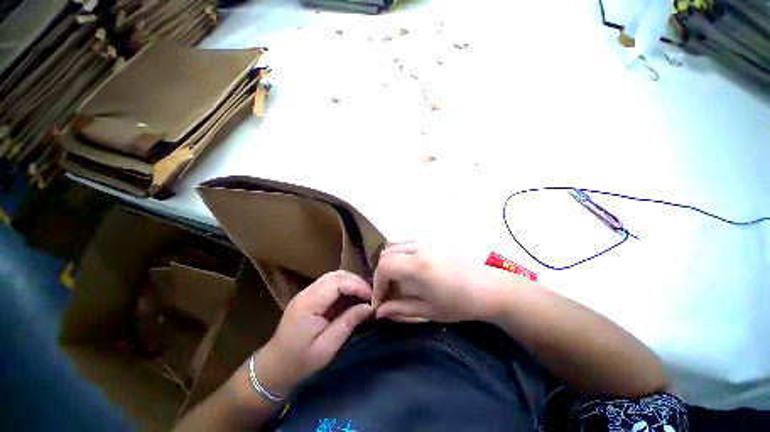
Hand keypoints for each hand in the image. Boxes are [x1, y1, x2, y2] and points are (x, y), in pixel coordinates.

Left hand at [253, 271, 372, 397]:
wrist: (274, 368)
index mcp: (308, 303)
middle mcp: (307, 292)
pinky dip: (344, 288)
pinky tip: (352, 299)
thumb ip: (348, 323)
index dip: (357, 285)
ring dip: (351, 283)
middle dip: (356, 282)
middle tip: (370, 296)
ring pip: (334, 277)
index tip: (371, 297)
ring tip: (363, 297)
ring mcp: (307, 293)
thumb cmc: (299, 362)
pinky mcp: (309, 297)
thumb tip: (369, 307)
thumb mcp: (326, 348)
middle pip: (336, 275)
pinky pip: (330, 285)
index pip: (337, 282)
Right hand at [373, 242, 507, 323]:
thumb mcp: (428, 310)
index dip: (378, 282)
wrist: (487, 288)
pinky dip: (398, 252)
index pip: (384, 266)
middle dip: (382, 272)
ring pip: (394, 244)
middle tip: (388, 290)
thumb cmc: (459, 303)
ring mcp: (425, 242)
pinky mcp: (430, 241)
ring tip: (396, 278)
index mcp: (417, 266)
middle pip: (386, 253)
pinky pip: (405, 242)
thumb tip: (378, 312)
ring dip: (389, 261)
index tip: (381, 298)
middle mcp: (418, 248)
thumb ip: (400, 309)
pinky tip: (407, 267)